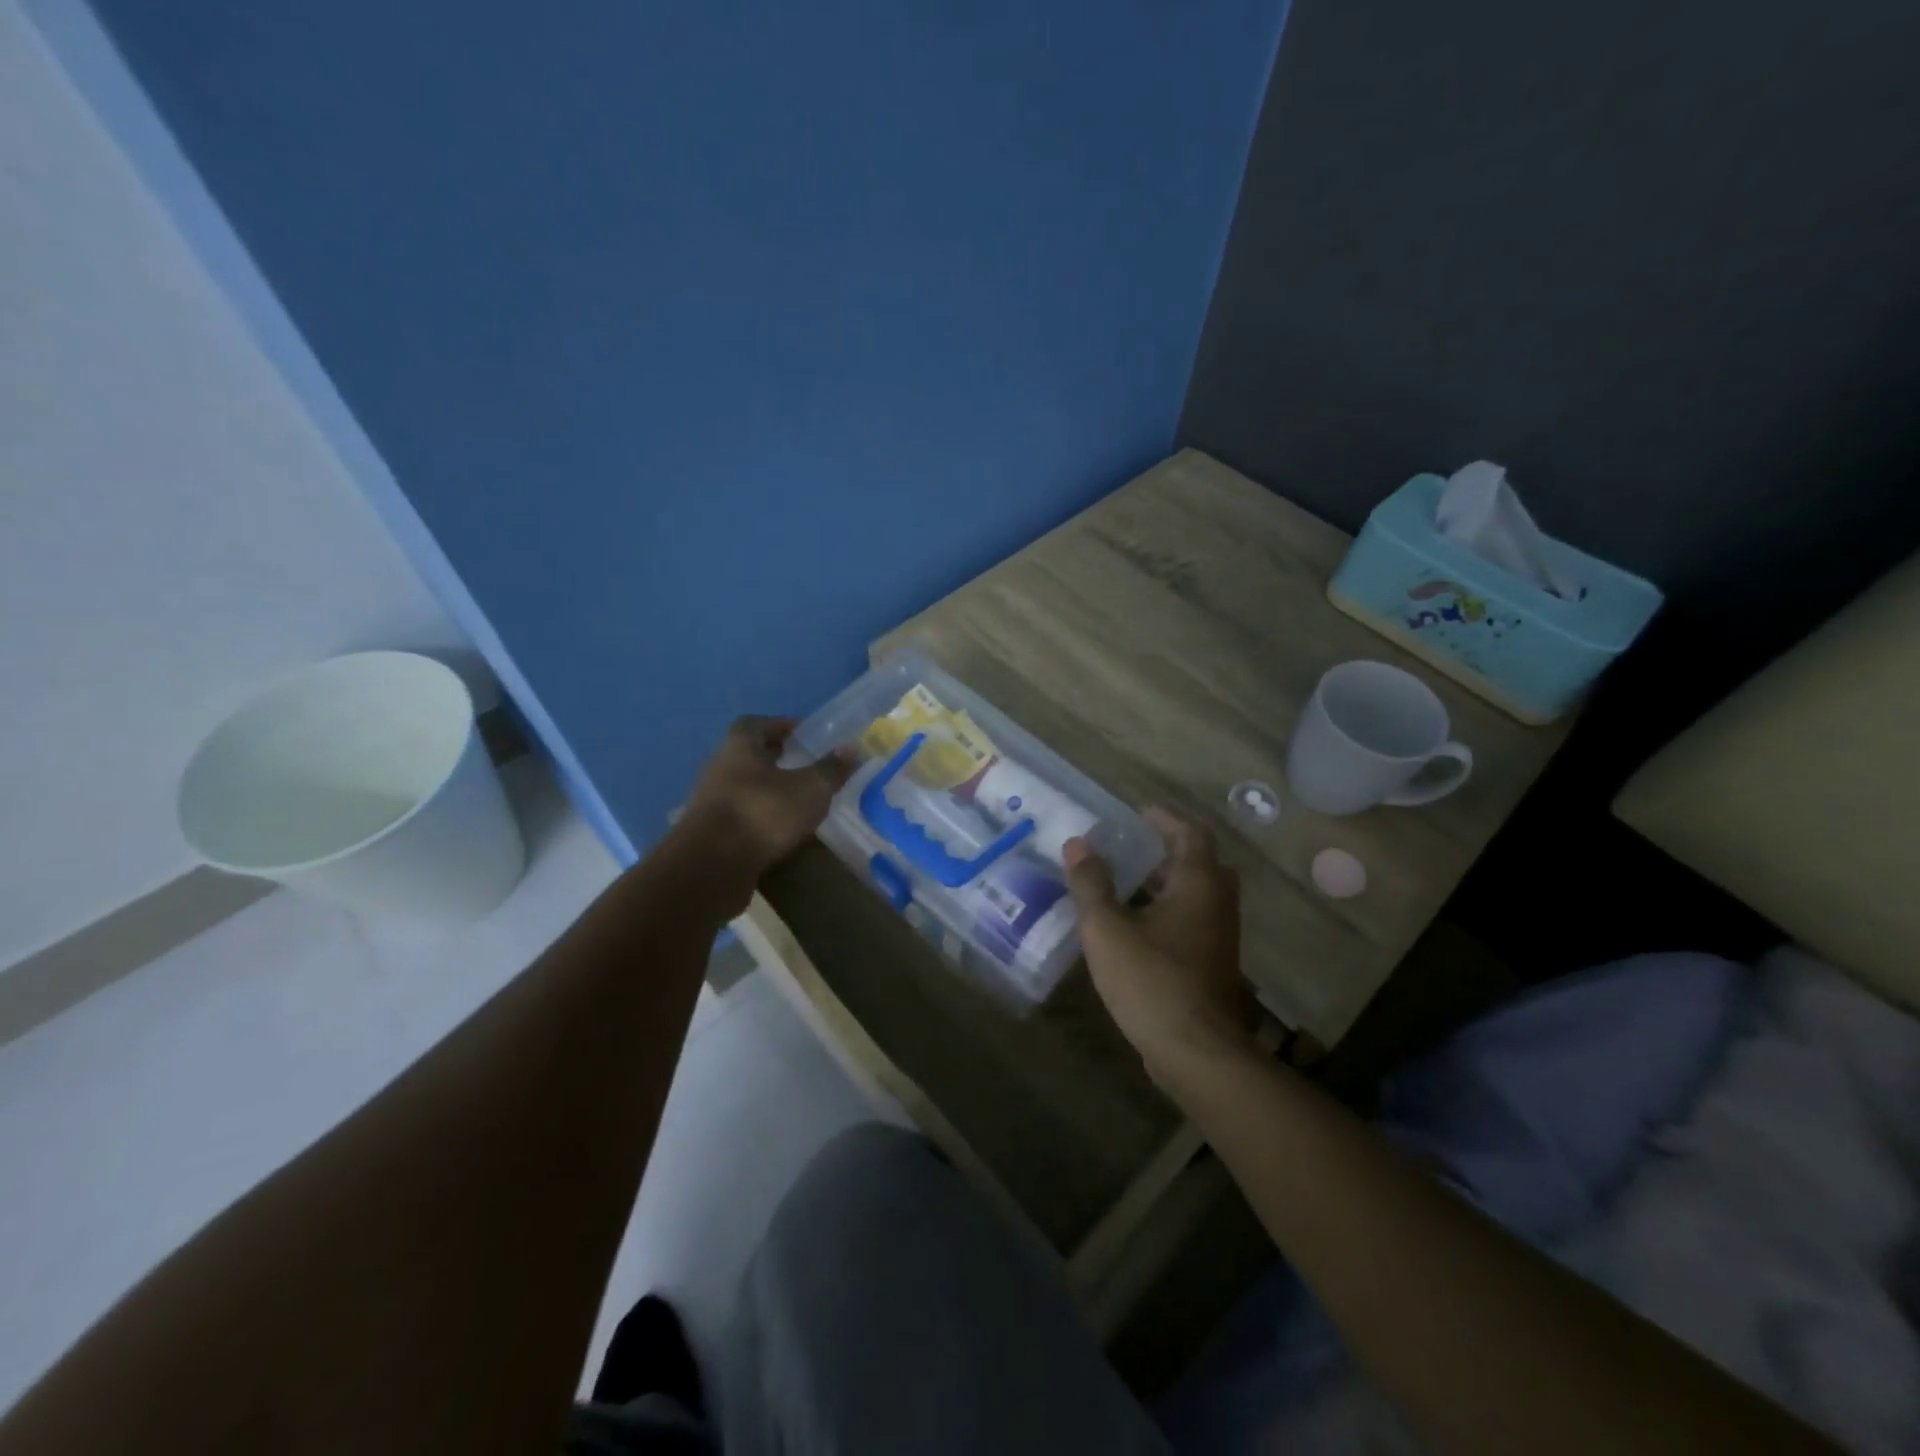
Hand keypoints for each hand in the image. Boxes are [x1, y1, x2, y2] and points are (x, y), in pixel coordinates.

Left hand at [677, 716, 853, 881]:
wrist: (711, 867)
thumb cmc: (763, 813)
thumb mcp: (810, 789)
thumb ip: (831, 769)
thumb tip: (851, 748)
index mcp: (739, 746)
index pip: (757, 724)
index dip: (780, 726)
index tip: (803, 735)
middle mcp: (719, 767)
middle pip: (749, 755)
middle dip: (776, 758)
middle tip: (805, 766)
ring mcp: (711, 801)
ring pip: (744, 787)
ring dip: (768, 790)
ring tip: (798, 801)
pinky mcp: (710, 833)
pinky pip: (742, 815)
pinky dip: (760, 818)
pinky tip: (781, 830)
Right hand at [1065, 809, 1257, 1085]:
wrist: (1196, 1052)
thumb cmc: (1151, 980)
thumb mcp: (1106, 928)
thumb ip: (1091, 883)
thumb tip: (1077, 843)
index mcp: (1198, 884)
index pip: (1190, 834)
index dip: (1165, 820)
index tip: (1139, 813)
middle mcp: (1217, 904)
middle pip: (1201, 864)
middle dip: (1168, 852)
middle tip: (1134, 848)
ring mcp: (1220, 938)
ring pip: (1198, 896)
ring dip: (1168, 884)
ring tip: (1128, 884)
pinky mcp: (1213, 966)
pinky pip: (1194, 923)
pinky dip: (1170, 912)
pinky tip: (1137, 928)